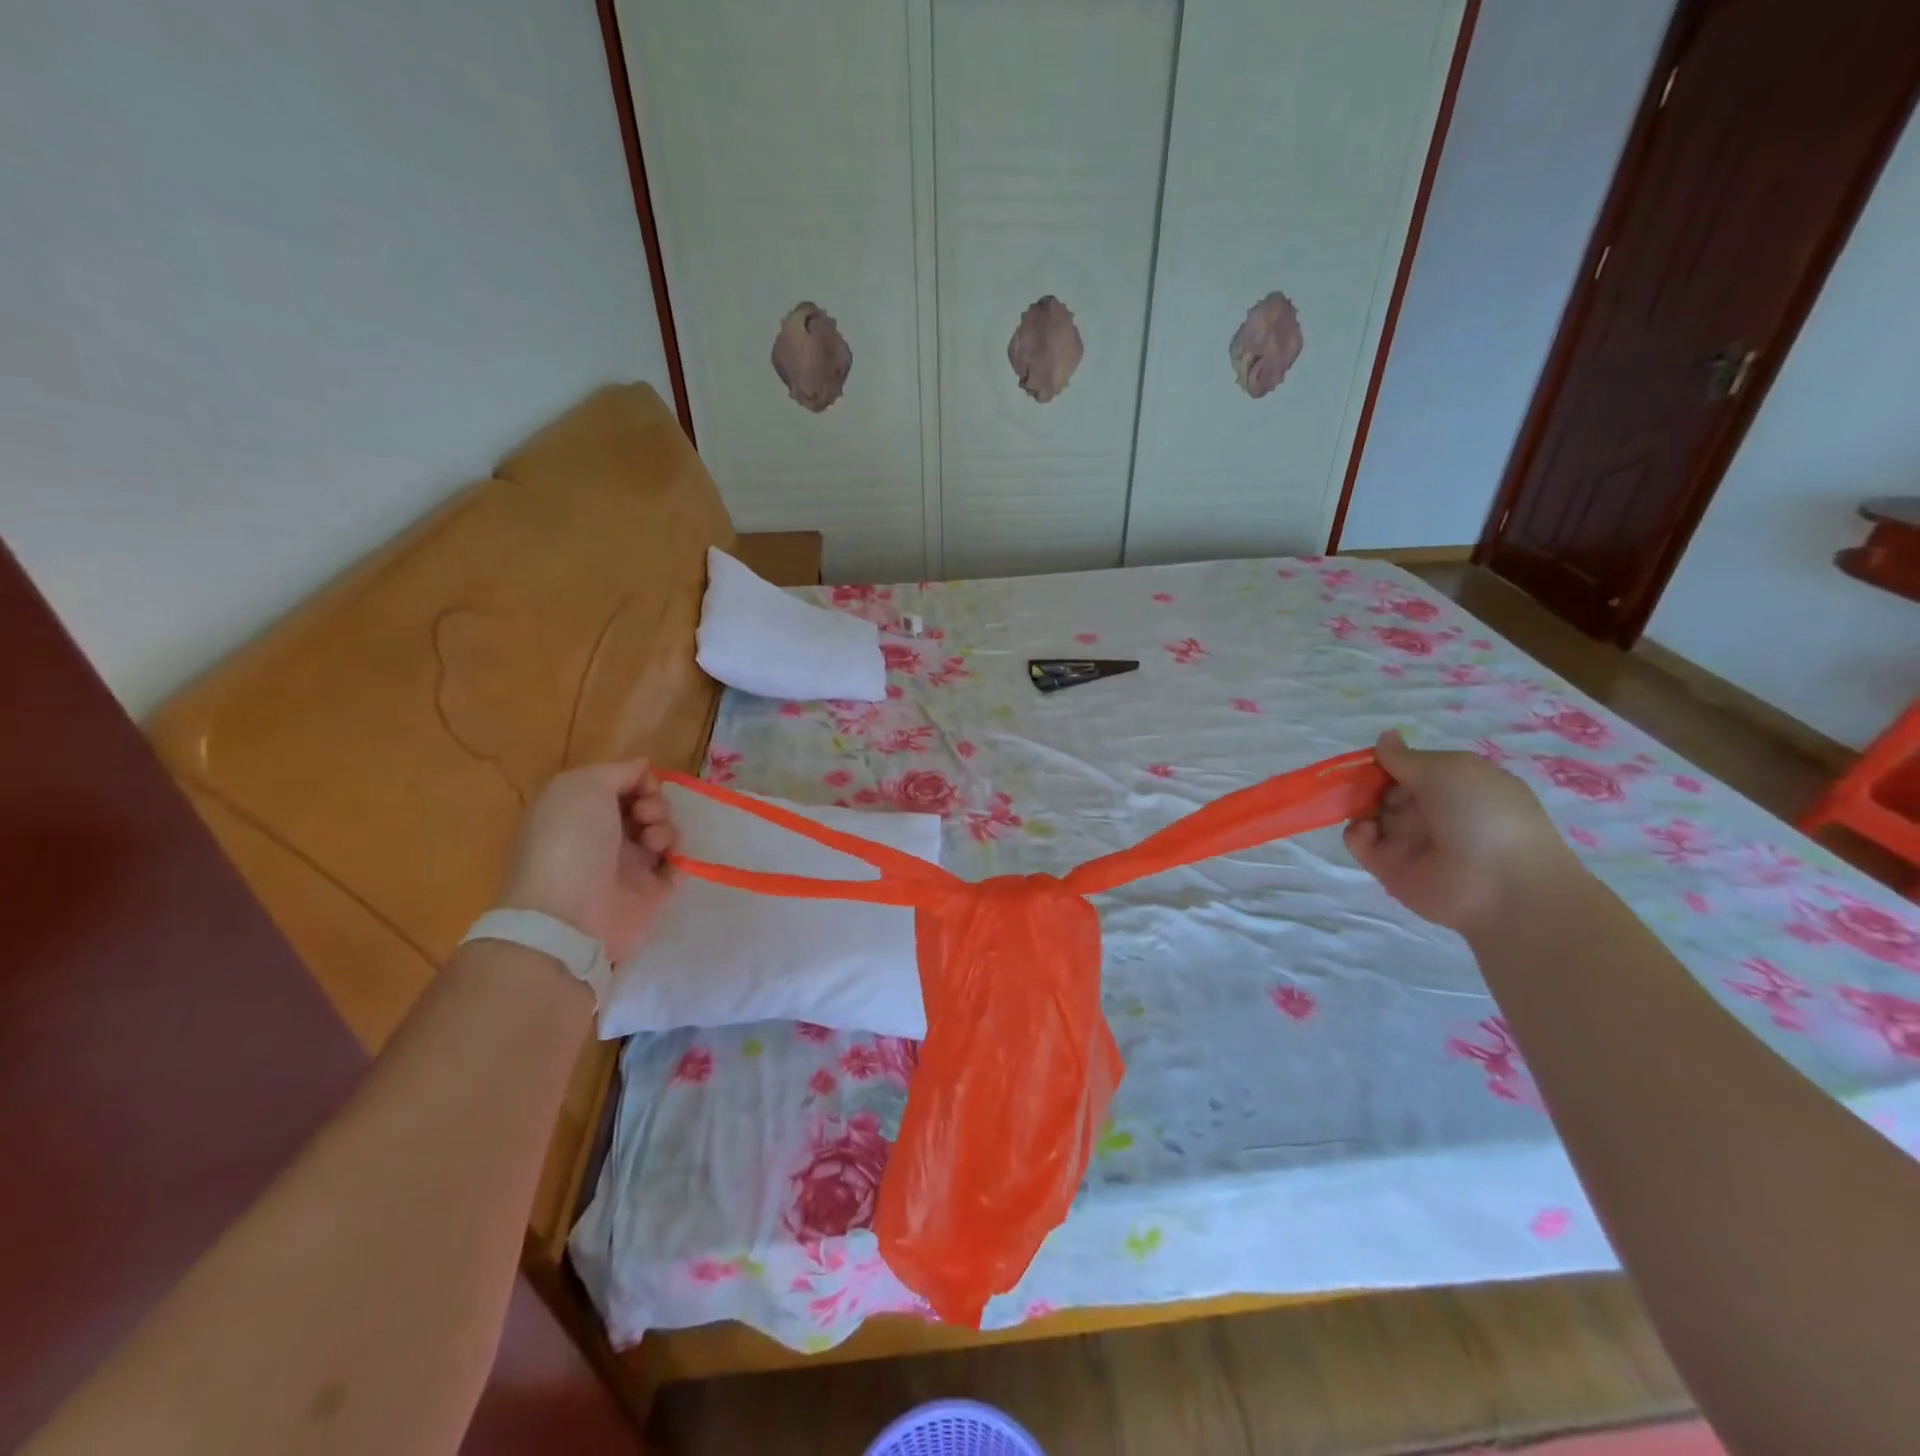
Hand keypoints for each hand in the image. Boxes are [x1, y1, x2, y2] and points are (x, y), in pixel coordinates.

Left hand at [498, 759, 676, 960]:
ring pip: (664, 832)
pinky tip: (668, 859)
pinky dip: (680, 857)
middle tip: (644, 816)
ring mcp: (629, 866)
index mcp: (581, 811)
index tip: (641, 787)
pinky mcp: (652, 892)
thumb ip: (618, 770)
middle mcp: (605, 836)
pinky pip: (678, 865)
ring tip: (652, 842)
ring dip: (666, 828)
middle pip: (647, 806)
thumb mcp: (582, 786)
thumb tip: (643, 768)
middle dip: (655, 803)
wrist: (571, 914)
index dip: (638, 780)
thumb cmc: (570, 841)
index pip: (622, 785)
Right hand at [1344, 730, 1578, 933]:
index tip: (1375, 760)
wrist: (1501, 884)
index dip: (1389, 762)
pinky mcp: (1389, 867)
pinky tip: (1366, 830)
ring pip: (1369, 814)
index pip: (1410, 769)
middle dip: (1368, 782)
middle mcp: (1430, 812)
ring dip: (1358, 805)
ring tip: (1361, 807)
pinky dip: (1356, 833)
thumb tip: (1385, 737)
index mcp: (1453, 787)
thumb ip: (1406, 757)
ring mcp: (1409, 841)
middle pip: (1384, 790)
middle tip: (1362, 783)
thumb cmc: (1482, 814)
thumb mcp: (1448, 770)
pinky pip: (1361, 842)